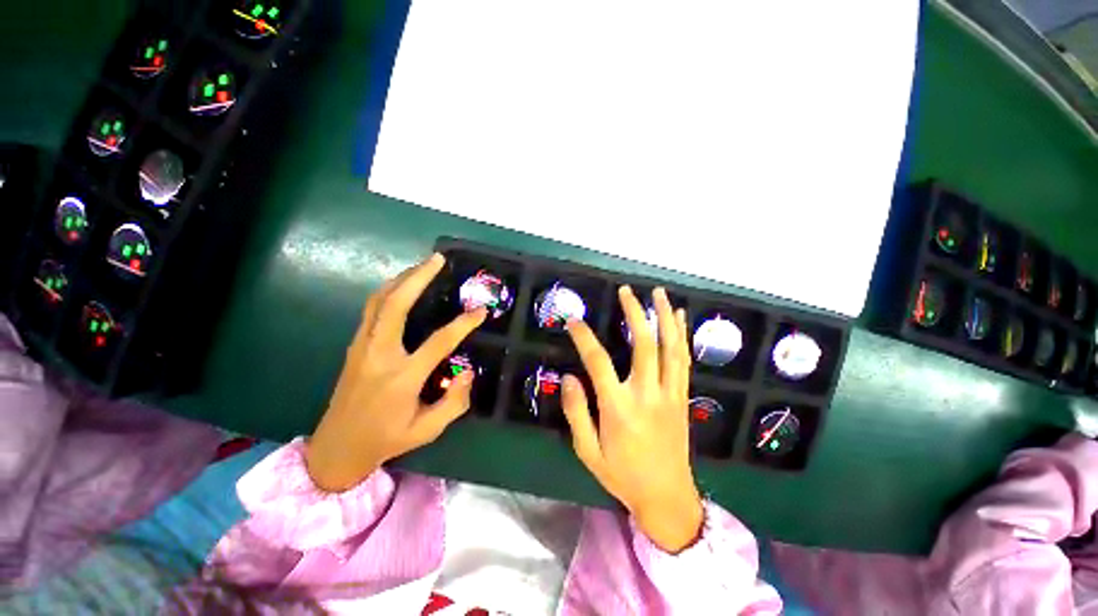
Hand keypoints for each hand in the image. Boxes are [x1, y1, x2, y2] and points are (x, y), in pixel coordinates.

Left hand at [305, 253, 487, 491]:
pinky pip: (372, 309)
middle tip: (437, 259)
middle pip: (396, 305)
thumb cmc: (386, 439)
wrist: (337, 448)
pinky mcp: (355, 346)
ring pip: (379, 301)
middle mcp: (379, 355)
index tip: (480, 311)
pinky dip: (389, 291)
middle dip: (417, 278)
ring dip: (401, 279)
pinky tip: (402, 287)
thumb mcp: (428, 430)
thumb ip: (455, 402)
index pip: (438, 342)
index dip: (463, 324)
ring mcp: (362, 347)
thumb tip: (467, 371)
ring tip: (422, 266)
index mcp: (401, 378)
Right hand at [563, 286, 703, 552]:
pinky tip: (680, 318)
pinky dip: (682, 336)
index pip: (598, 362)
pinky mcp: (682, 396)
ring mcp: (669, 393)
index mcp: (618, 408)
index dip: (584, 337)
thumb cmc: (622, 475)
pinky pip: (683, 360)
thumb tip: (568, 377)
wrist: (667, 497)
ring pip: (670, 347)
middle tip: (626, 291)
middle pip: (643, 344)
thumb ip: (576, 412)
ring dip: (665, 317)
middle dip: (634, 313)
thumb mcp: (588, 451)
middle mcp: (646, 394)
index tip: (574, 321)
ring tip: (658, 293)